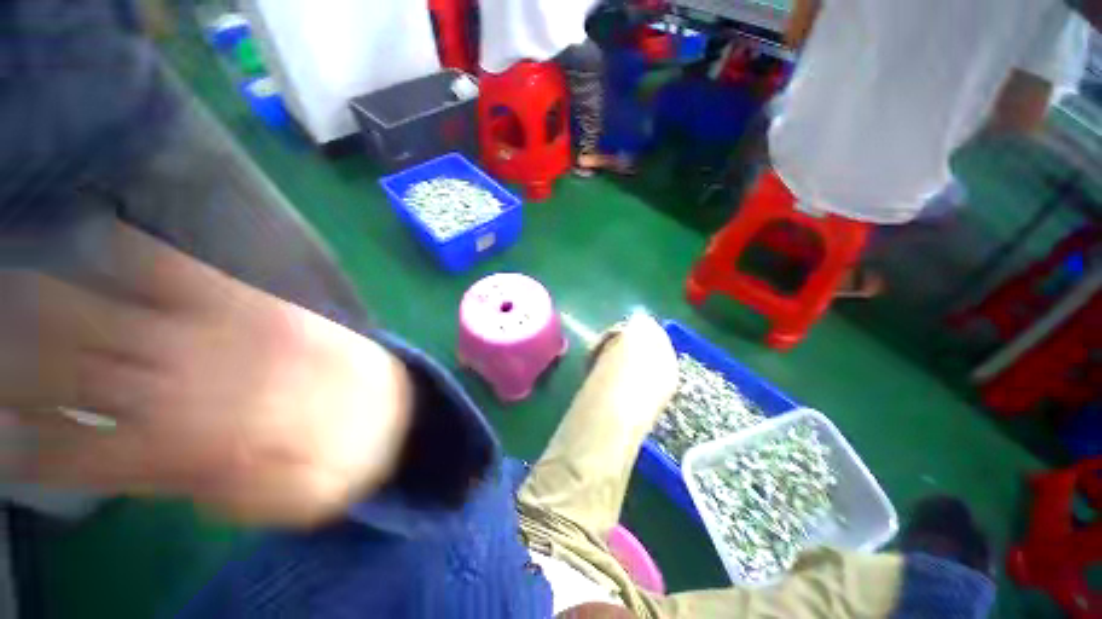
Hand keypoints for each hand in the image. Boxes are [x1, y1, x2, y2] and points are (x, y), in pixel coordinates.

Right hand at [0, 222, 412, 525]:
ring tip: (5, 291)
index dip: (30, 447)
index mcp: (199, 445)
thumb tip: (135, 467)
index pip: (85, 452)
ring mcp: (227, 335)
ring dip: (50, 303)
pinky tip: (99, 236)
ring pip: (115, 316)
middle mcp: (197, 384)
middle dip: (16, 362)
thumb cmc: (344, 457)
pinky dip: (136, 255)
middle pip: (80, 372)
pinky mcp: (258, 304)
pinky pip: (186, 271)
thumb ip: (204, 489)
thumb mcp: (277, 503)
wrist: (395, 405)